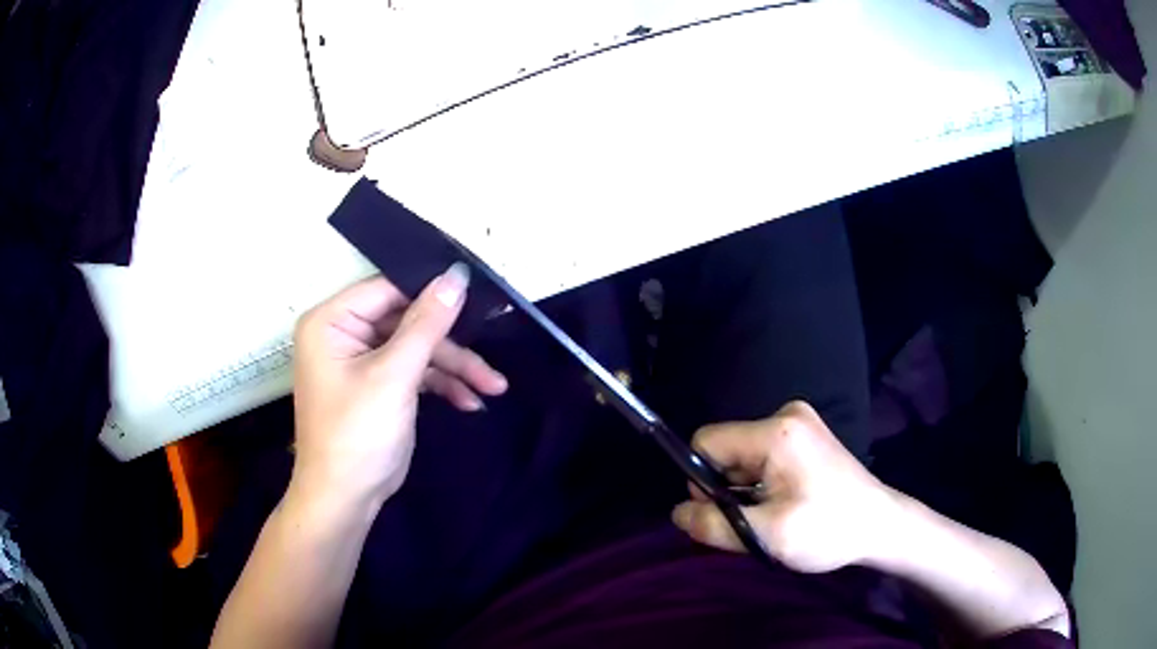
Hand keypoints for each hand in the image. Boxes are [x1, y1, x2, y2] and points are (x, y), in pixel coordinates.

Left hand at [290, 265, 507, 511]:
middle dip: (450, 345)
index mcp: (332, 320)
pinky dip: (442, 385)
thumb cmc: (357, 433)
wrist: (346, 499)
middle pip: (408, 321)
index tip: (479, 297)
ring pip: (417, 348)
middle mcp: (344, 333)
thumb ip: (427, 324)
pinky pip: (415, 371)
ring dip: (454, 368)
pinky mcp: (379, 384)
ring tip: (493, 387)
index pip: (388, 290)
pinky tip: (470, 401)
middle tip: (490, 356)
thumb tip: (457, 275)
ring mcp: (363, 360)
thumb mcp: (393, 376)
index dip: (432, 292)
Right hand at [672, 401, 897, 572]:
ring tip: (776, 515)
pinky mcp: (805, 435)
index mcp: (776, 431)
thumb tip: (676, 514)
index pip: (707, 442)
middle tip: (757, 521)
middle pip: (726, 450)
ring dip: (746, 490)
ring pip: (743, 457)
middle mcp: (785, 415)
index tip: (725, 512)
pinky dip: (762, 484)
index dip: (703, 480)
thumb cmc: (829, 530)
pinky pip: (762, 457)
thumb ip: (715, 525)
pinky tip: (786, 504)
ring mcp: (798, 423)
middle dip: (728, 489)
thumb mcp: (768, 536)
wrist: (880, 525)